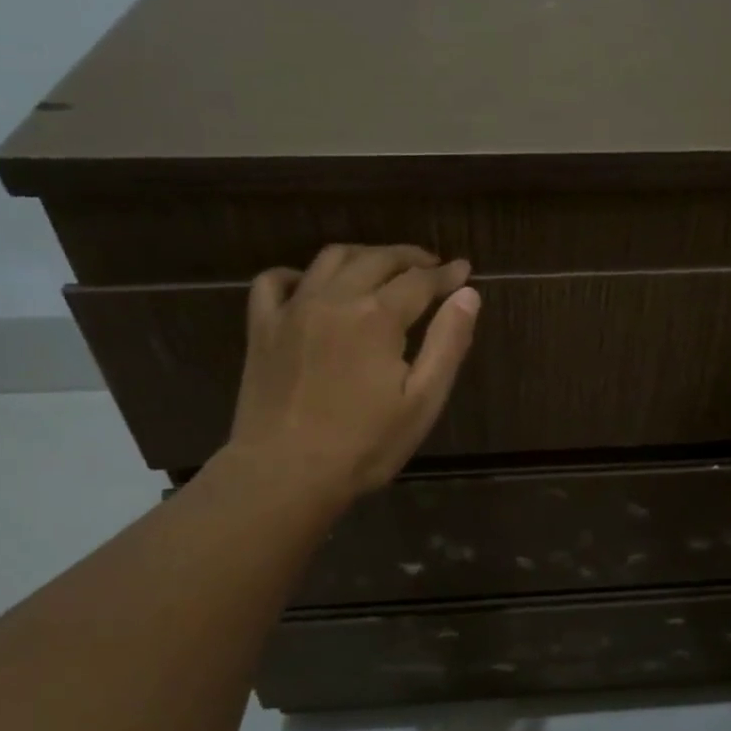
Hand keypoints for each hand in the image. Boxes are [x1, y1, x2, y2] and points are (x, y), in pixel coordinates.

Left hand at [225, 243, 479, 507]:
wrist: (285, 474)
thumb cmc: (364, 446)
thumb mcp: (422, 401)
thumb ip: (448, 344)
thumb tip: (468, 295)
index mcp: (377, 317)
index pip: (420, 281)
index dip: (446, 274)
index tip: (464, 270)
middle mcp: (334, 299)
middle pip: (377, 259)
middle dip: (409, 257)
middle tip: (431, 265)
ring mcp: (293, 309)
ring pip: (331, 259)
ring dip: (364, 256)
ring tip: (382, 268)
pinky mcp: (262, 328)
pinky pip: (274, 281)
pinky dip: (299, 274)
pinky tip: (312, 286)